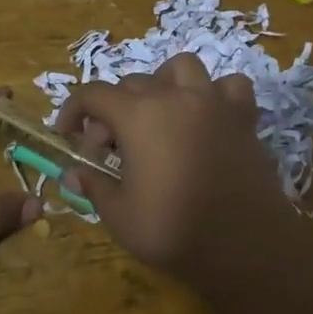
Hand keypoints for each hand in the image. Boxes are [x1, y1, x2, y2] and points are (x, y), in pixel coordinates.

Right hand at [56, 53, 291, 280]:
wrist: (244, 245)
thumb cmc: (173, 229)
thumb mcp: (119, 215)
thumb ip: (94, 185)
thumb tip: (73, 172)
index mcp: (139, 115)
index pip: (94, 94)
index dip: (73, 110)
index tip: (68, 134)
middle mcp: (175, 97)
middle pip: (133, 83)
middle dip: (113, 109)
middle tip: (111, 147)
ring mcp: (213, 103)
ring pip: (182, 68)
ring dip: (163, 84)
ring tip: (159, 114)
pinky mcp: (243, 118)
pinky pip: (230, 87)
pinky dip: (216, 94)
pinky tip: (208, 117)